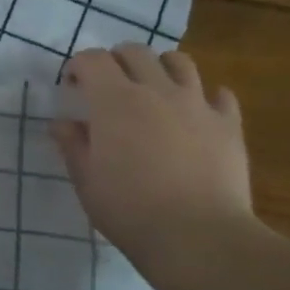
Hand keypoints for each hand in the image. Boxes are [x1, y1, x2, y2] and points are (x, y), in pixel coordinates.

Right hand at [52, 46, 254, 261]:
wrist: (198, 237)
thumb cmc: (129, 210)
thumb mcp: (87, 182)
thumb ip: (73, 145)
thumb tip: (62, 123)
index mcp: (114, 101)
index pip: (92, 59)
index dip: (78, 66)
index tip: (73, 87)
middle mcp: (156, 90)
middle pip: (135, 52)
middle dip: (116, 60)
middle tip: (109, 86)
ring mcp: (197, 104)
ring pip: (180, 62)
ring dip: (161, 68)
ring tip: (154, 90)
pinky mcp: (228, 124)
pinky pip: (220, 95)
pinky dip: (205, 98)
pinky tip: (197, 115)